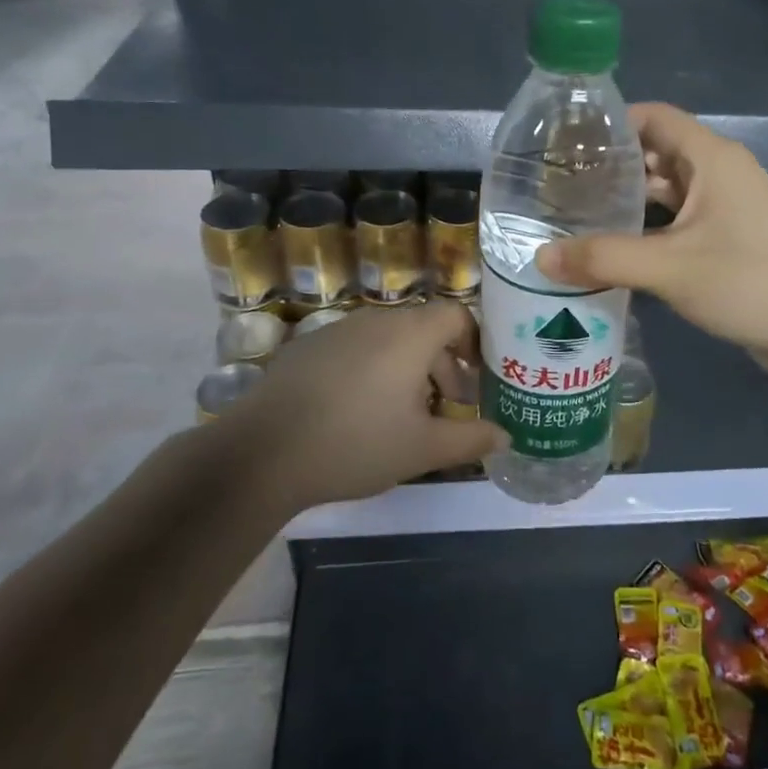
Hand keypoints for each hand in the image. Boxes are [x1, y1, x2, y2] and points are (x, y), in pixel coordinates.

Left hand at [220, 299, 506, 508]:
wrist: (262, 453)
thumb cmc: (356, 444)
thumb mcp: (422, 449)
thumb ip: (470, 439)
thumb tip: (505, 436)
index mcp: (410, 334)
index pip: (457, 315)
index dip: (475, 342)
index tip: (478, 379)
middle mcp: (376, 320)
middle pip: (424, 330)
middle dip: (443, 366)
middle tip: (447, 408)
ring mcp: (337, 330)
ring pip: (389, 340)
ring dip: (408, 370)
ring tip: (404, 416)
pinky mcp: (308, 347)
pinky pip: (357, 349)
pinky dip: (372, 370)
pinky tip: (358, 413)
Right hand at [536, 103, 767, 375]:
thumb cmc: (748, 283)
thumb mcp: (669, 268)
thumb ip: (603, 259)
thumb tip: (540, 257)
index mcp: (712, 159)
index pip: (654, 117)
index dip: (612, 122)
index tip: (567, 141)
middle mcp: (722, 172)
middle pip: (658, 151)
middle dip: (614, 163)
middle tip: (563, 181)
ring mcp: (729, 206)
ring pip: (669, 188)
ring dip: (631, 197)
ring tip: (579, 211)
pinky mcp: (731, 237)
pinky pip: (682, 218)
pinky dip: (651, 224)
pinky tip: (618, 245)